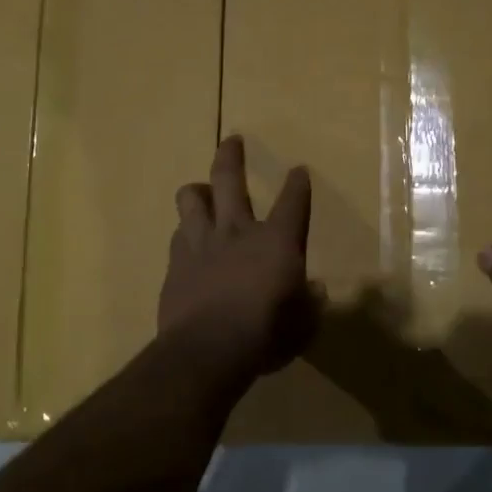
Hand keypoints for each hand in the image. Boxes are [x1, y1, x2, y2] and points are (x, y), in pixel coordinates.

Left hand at [159, 136, 317, 377]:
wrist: (207, 350)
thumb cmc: (266, 336)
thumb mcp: (303, 325)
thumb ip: (310, 304)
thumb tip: (316, 290)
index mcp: (277, 241)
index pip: (293, 201)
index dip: (297, 184)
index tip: (298, 170)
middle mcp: (237, 231)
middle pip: (229, 180)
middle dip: (231, 156)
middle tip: (231, 141)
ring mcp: (201, 244)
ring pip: (191, 199)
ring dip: (197, 191)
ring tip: (200, 191)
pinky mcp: (175, 264)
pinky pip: (178, 235)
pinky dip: (185, 234)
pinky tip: (187, 242)